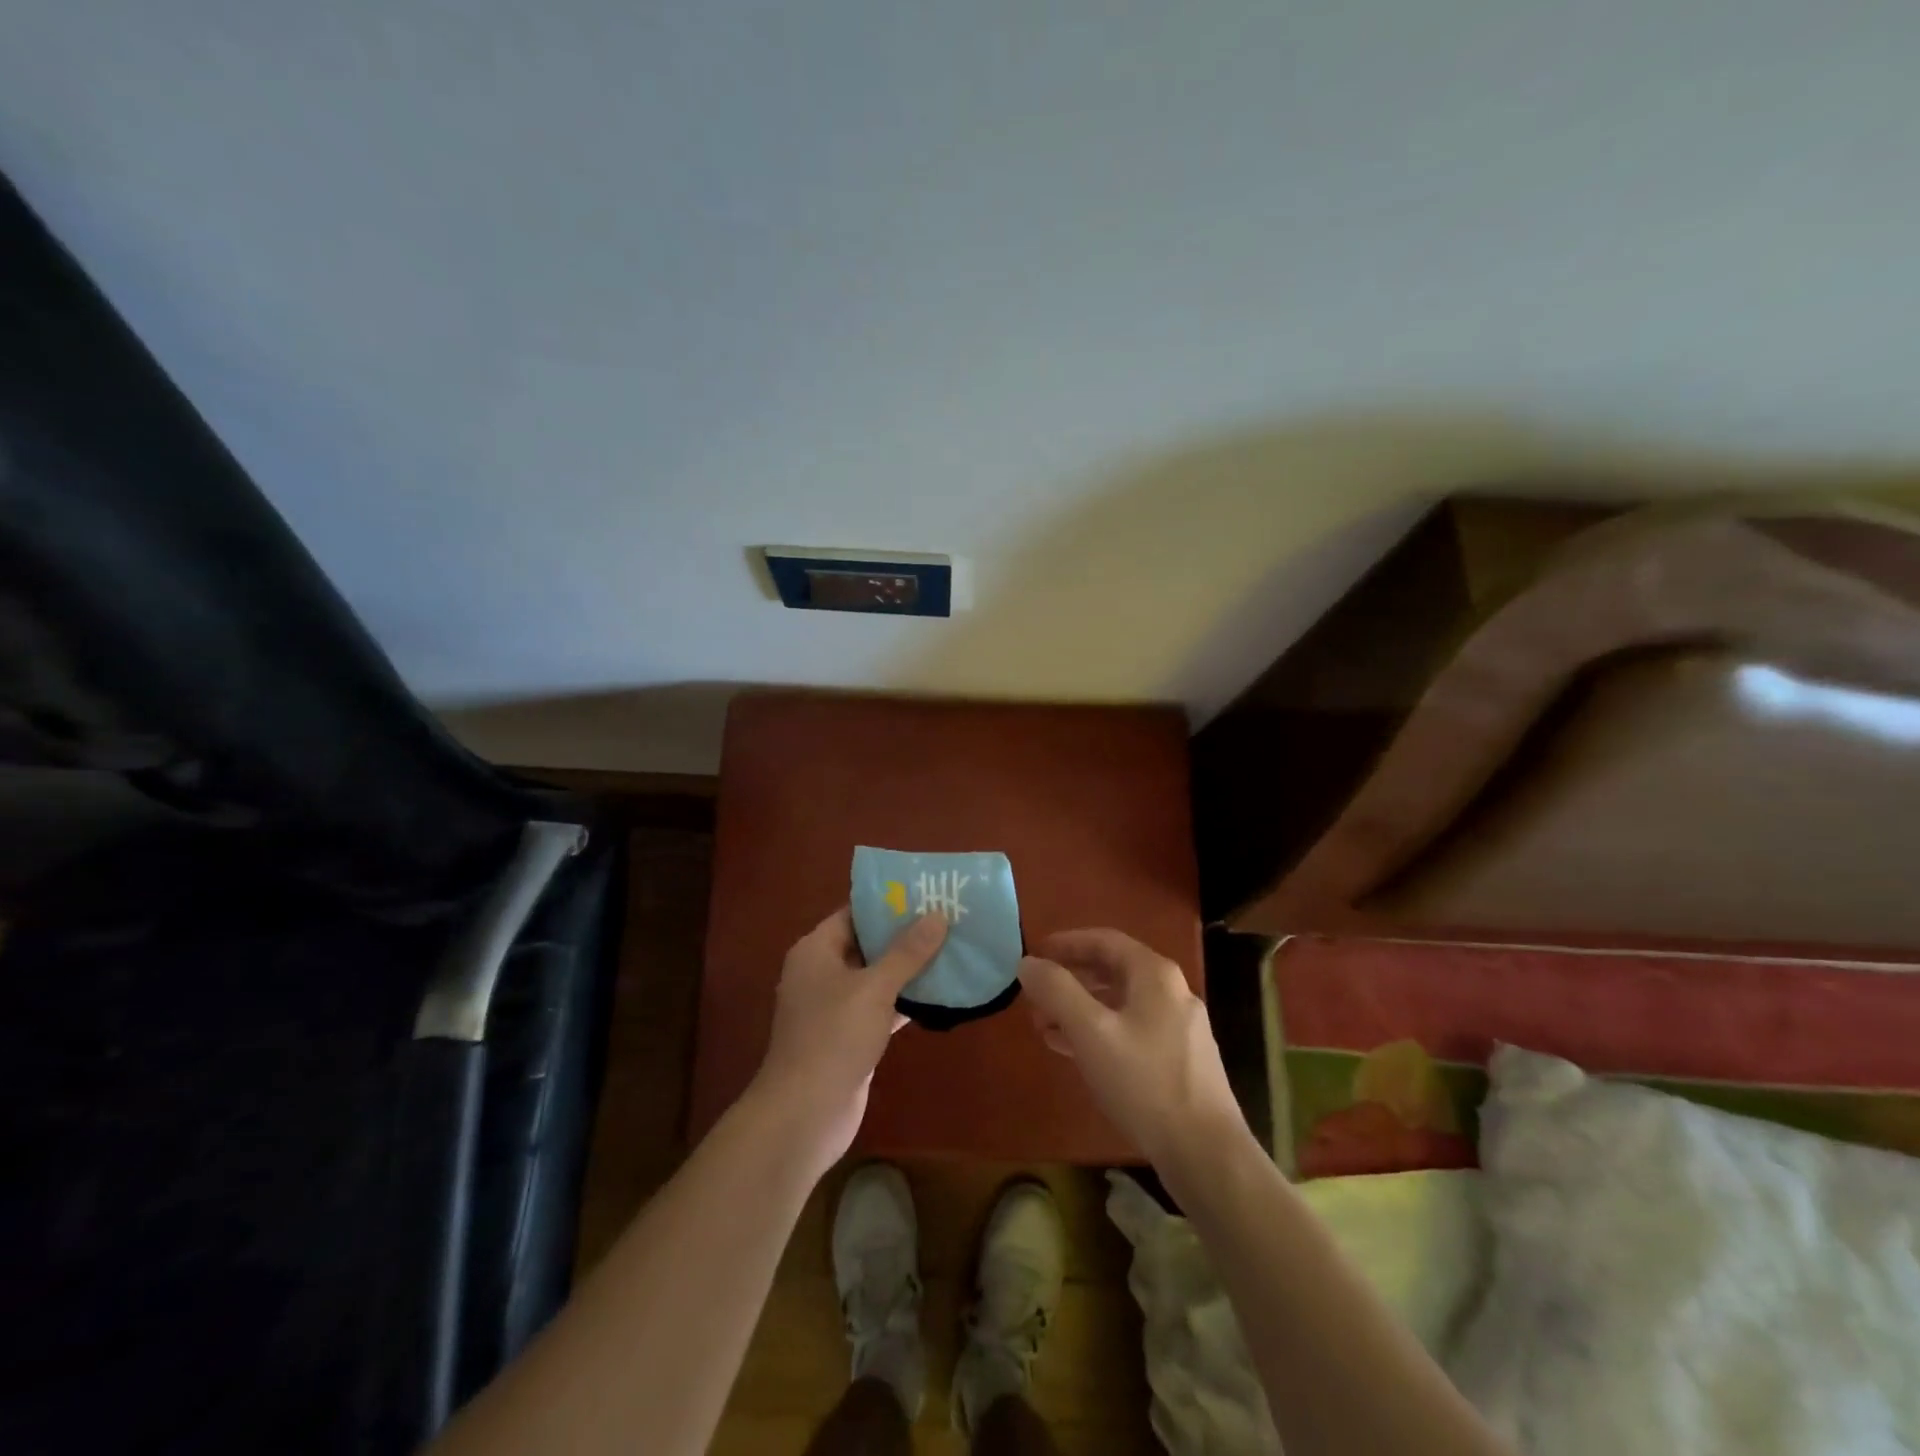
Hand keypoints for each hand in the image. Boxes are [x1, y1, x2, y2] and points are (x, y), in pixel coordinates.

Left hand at [750, 907, 946, 1174]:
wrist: (805, 1114)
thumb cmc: (833, 1038)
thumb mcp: (874, 988)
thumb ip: (907, 952)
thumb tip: (937, 916)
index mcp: (816, 950)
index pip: (854, 913)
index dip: (888, 903)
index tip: (926, 893)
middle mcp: (822, 973)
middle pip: (867, 943)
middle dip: (905, 934)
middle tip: (948, 919)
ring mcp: (835, 1007)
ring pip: (877, 977)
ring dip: (909, 968)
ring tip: (952, 949)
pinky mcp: (850, 1037)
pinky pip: (881, 1007)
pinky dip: (906, 1001)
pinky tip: (941, 994)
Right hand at [1018, 928, 1249, 1180]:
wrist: (1206, 1153)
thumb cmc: (1144, 1083)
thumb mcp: (1090, 1032)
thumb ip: (1056, 991)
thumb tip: (1028, 963)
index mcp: (1155, 974)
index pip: (1104, 940)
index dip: (1066, 943)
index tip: (1035, 954)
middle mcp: (1172, 992)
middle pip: (1113, 970)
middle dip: (1071, 980)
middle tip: (1036, 995)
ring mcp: (1180, 1027)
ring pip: (1121, 1003)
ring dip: (1081, 1008)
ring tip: (1046, 1026)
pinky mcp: (1181, 1060)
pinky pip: (1132, 1030)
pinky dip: (1100, 1032)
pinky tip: (1076, 1052)